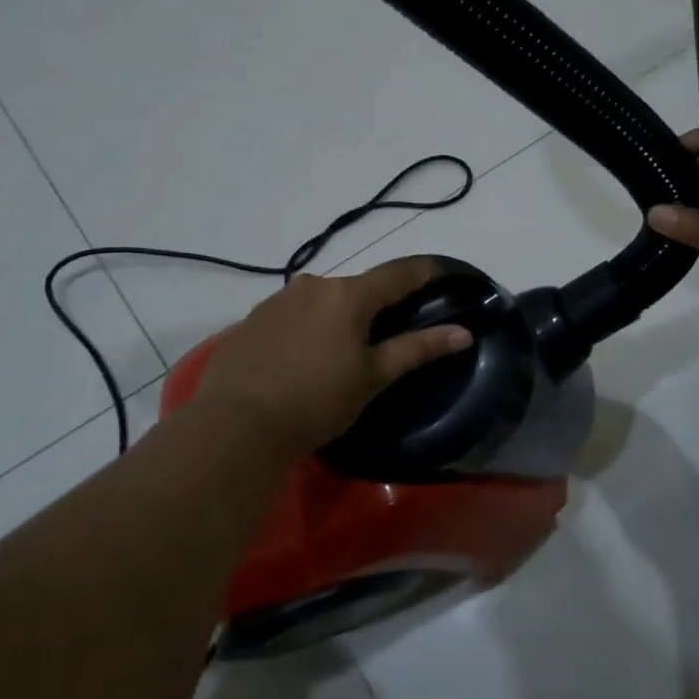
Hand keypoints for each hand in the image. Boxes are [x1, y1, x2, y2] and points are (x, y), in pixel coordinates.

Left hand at [193, 257, 471, 457]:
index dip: (425, 271)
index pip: (398, 273)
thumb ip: (417, 349)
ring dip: (338, 316)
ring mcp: (277, 300)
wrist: (235, 427)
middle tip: (390, 332)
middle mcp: (312, 285)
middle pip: (358, 287)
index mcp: (348, 294)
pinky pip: (293, 315)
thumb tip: (463, 333)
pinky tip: (303, 358)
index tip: (444, 272)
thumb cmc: (316, 401)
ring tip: (342, 350)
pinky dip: (308, 328)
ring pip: (322, 300)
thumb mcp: (372, 377)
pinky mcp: (251, 320)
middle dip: (376, 304)